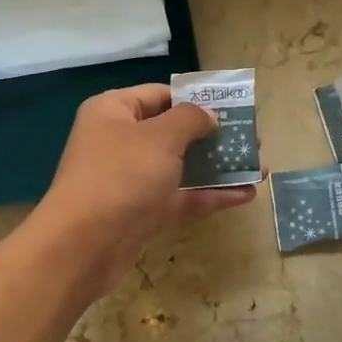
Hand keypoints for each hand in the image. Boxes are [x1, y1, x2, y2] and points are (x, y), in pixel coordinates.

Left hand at [28, 85, 258, 295]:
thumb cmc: (121, 177)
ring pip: (180, 167)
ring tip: (258, 167)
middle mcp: (119, 142)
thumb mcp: (160, 138)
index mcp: (113, 112)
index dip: (195, 99)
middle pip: (173, 132)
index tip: (231, 107)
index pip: (159, 95)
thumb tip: (208, 116)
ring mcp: (130, 180)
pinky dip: (209, 195)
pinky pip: (180, 197)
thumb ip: (191, 120)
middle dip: (213, 136)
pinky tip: (245, 195)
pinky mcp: (141, 213)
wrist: (83, 246)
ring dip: (217, 168)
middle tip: (250, 139)